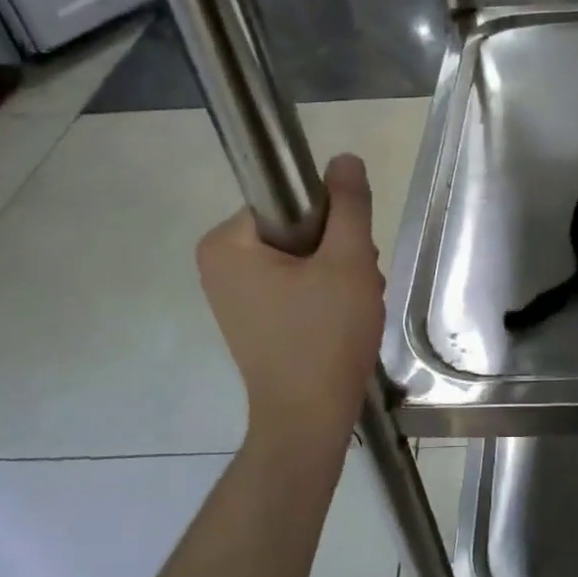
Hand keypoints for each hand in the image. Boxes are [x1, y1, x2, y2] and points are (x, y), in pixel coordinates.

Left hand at [197, 154, 384, 448]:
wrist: (308, 418)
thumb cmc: (324, 336)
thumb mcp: (348, 261)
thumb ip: (348, 205)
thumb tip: (344, 158)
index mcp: (226, 243)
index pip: (289, 201)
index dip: (330, 221)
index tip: (351, 255)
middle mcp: (219, 265)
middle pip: (297, 230)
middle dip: (337, 253)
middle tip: (357, 285)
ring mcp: (234, 296)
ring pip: (302, 259)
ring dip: (337, 275)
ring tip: (353, 308)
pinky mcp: (253, 320)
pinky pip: (295, 286)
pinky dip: (324, 296)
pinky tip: (342, 321)